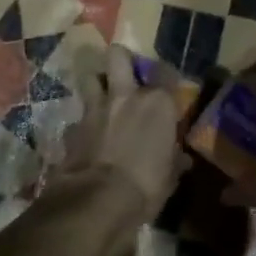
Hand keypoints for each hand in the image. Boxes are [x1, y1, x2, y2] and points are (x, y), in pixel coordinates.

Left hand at [55, 45, 188, 223]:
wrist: (98, 200)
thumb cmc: (146, 185)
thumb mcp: (170, 176)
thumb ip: (174, 160)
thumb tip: (181, 159)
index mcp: (158, 103)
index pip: (167, 72)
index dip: (168, 76)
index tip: (169, 87)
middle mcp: (126, 95)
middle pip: (119, 56)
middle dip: (122, 60)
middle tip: (127, 75)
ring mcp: (96, 109)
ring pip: (90, 78)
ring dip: (97, 84)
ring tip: (103, 97)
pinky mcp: (73, 127)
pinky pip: (78, 116)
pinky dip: (83, 123)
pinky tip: (88, 135)